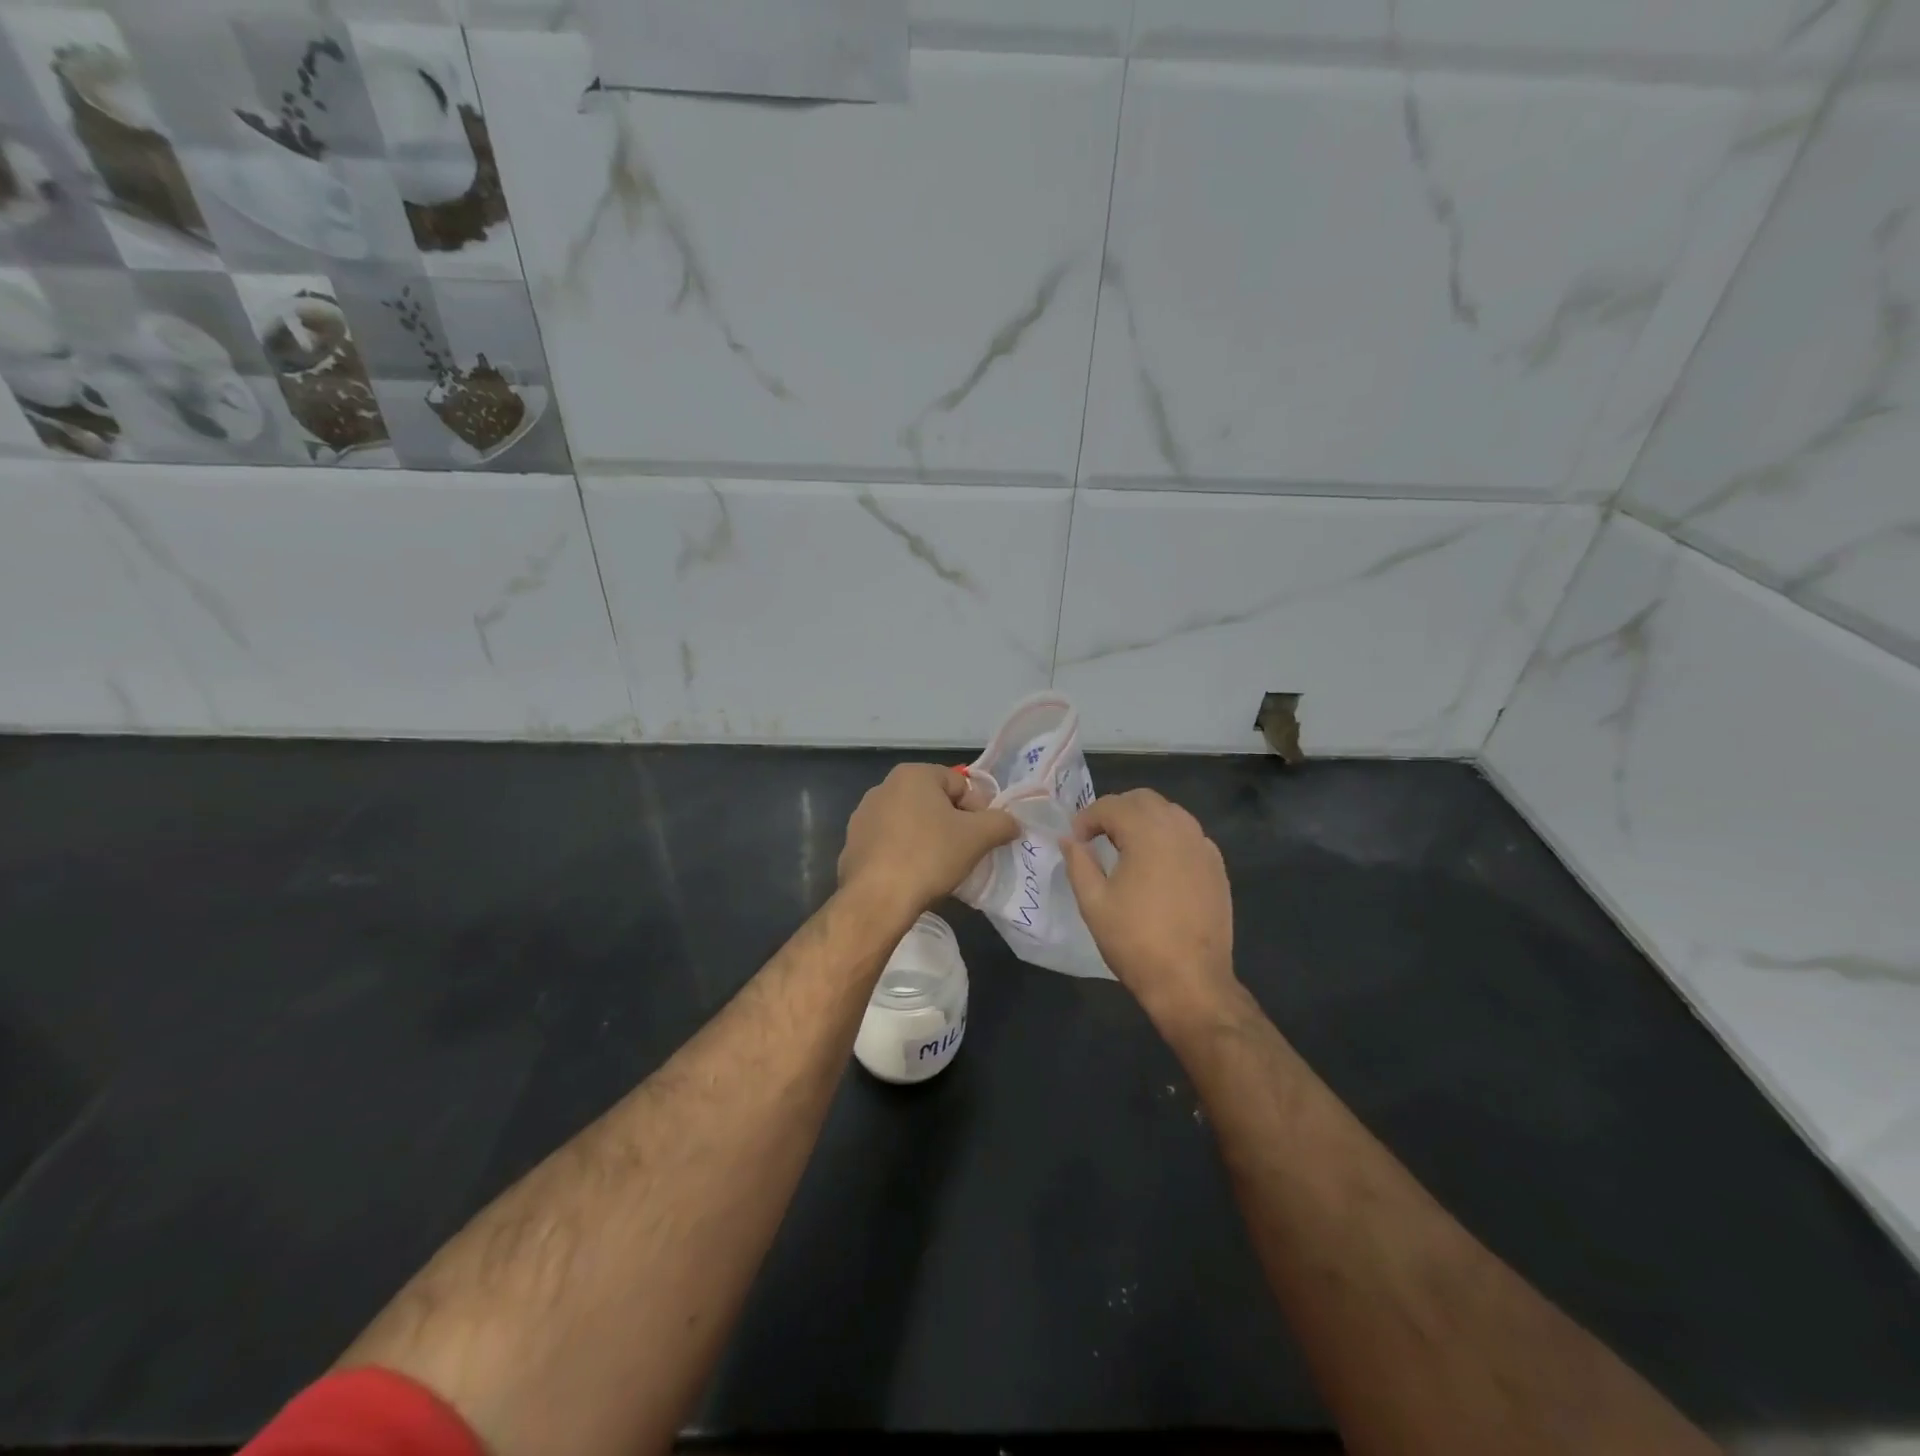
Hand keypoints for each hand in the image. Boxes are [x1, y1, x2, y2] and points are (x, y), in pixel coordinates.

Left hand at [839, 764, 1017, 918]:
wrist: (877, 899)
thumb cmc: (930, 856)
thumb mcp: (978, 837)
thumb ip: (1001, 823)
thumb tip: (1012, 823)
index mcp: (913, 775)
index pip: (960, 784)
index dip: (978, 811)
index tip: (981, 838)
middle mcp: (884, 787)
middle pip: (935, 802)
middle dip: (953, 825)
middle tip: (965, 853)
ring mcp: (864, 816)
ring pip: (912, 823)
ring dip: (930, 839)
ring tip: (940, 868)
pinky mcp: (853, 844)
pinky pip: (891, 843)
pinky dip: (906, 854)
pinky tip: (914, 876)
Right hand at [1060, 789, 1236, 1023]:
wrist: (1191, 981)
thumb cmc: (1135, 941)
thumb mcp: (1094, 903)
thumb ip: (1078, 863)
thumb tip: (1068, 839)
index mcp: (1147, 833)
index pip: (1111, 805)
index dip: (1086, 818)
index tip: (1074, 841)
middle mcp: (1179, 829)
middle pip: (1143, 800)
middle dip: (1116, 811)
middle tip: (1097, 838)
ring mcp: (1203, 847)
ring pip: (1169, 813)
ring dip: (1143, 821)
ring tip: (1125, 848)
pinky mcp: (1217, 867)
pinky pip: (1188, 835)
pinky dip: (1168, 837)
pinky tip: (1157, 865)